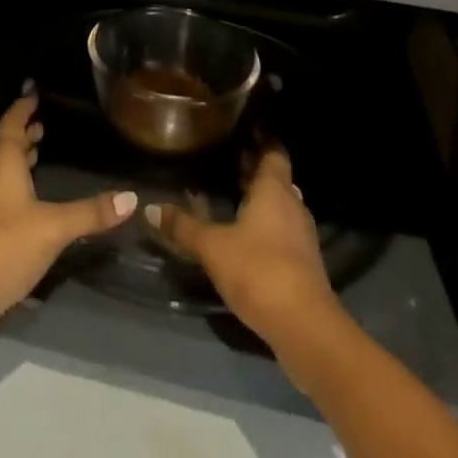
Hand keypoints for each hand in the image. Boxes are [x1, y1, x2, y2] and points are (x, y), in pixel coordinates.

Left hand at [0, 85, 136, 346]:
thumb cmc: (6, 245)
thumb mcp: (54, 227)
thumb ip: (91, 213)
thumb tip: (131, 197)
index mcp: (3, 165)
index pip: (11, 125)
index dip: (22, 108)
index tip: (33, 94)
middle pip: (5, 148)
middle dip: (23, 135)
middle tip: (43, 125)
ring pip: (1, 174)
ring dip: (19, 163)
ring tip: (38, 156)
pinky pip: (0, 197)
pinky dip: (15, 189)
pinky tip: (29, 204)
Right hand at [145, 146, 334, 346]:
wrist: (306, 329)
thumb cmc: (259, 270)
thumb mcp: (213, 247)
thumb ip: (183, 227)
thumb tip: (150, 207)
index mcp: (274, 189)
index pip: (274, 152)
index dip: (262, 138)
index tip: (245, 128)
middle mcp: (292, 205)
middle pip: (276, 179)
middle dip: (255, 170)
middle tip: (227, 159)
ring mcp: (302, 237)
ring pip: (280, 207)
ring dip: (260, 201)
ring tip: (231, 194)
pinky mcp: (304, 265)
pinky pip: (283, 232)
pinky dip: (266, 227)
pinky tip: (244, 236)